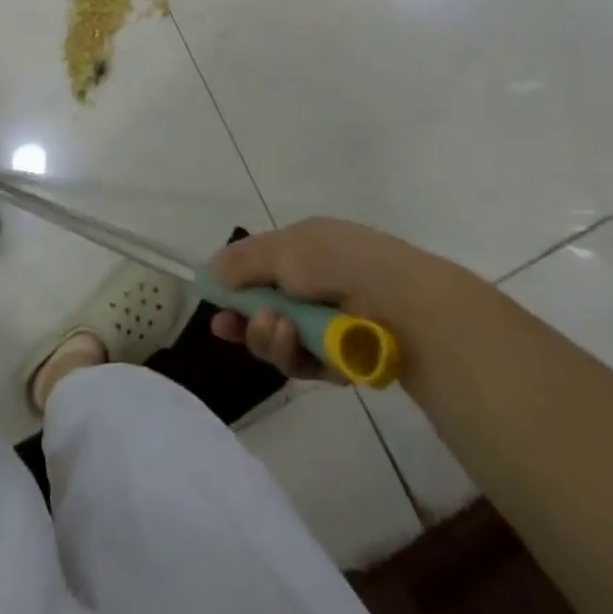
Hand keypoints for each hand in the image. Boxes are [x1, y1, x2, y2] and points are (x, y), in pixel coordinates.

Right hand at [209, 217, 467, 382]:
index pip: (260, 268)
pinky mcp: (342, 359)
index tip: (213, 305)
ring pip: (281, 341)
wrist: (400, 302)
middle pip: (265, 310)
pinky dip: (296, 355)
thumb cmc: (337, 262)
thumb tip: (212, 270)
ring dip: (268, 337)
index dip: (234, 287)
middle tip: (230, 328)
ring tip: (277, 328)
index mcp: (304, 250)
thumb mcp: (282, 249)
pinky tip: (296, 343)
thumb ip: (243, 261)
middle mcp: (315, 285)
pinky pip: (305, 363)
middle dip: (247, 320)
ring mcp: (328, 323)